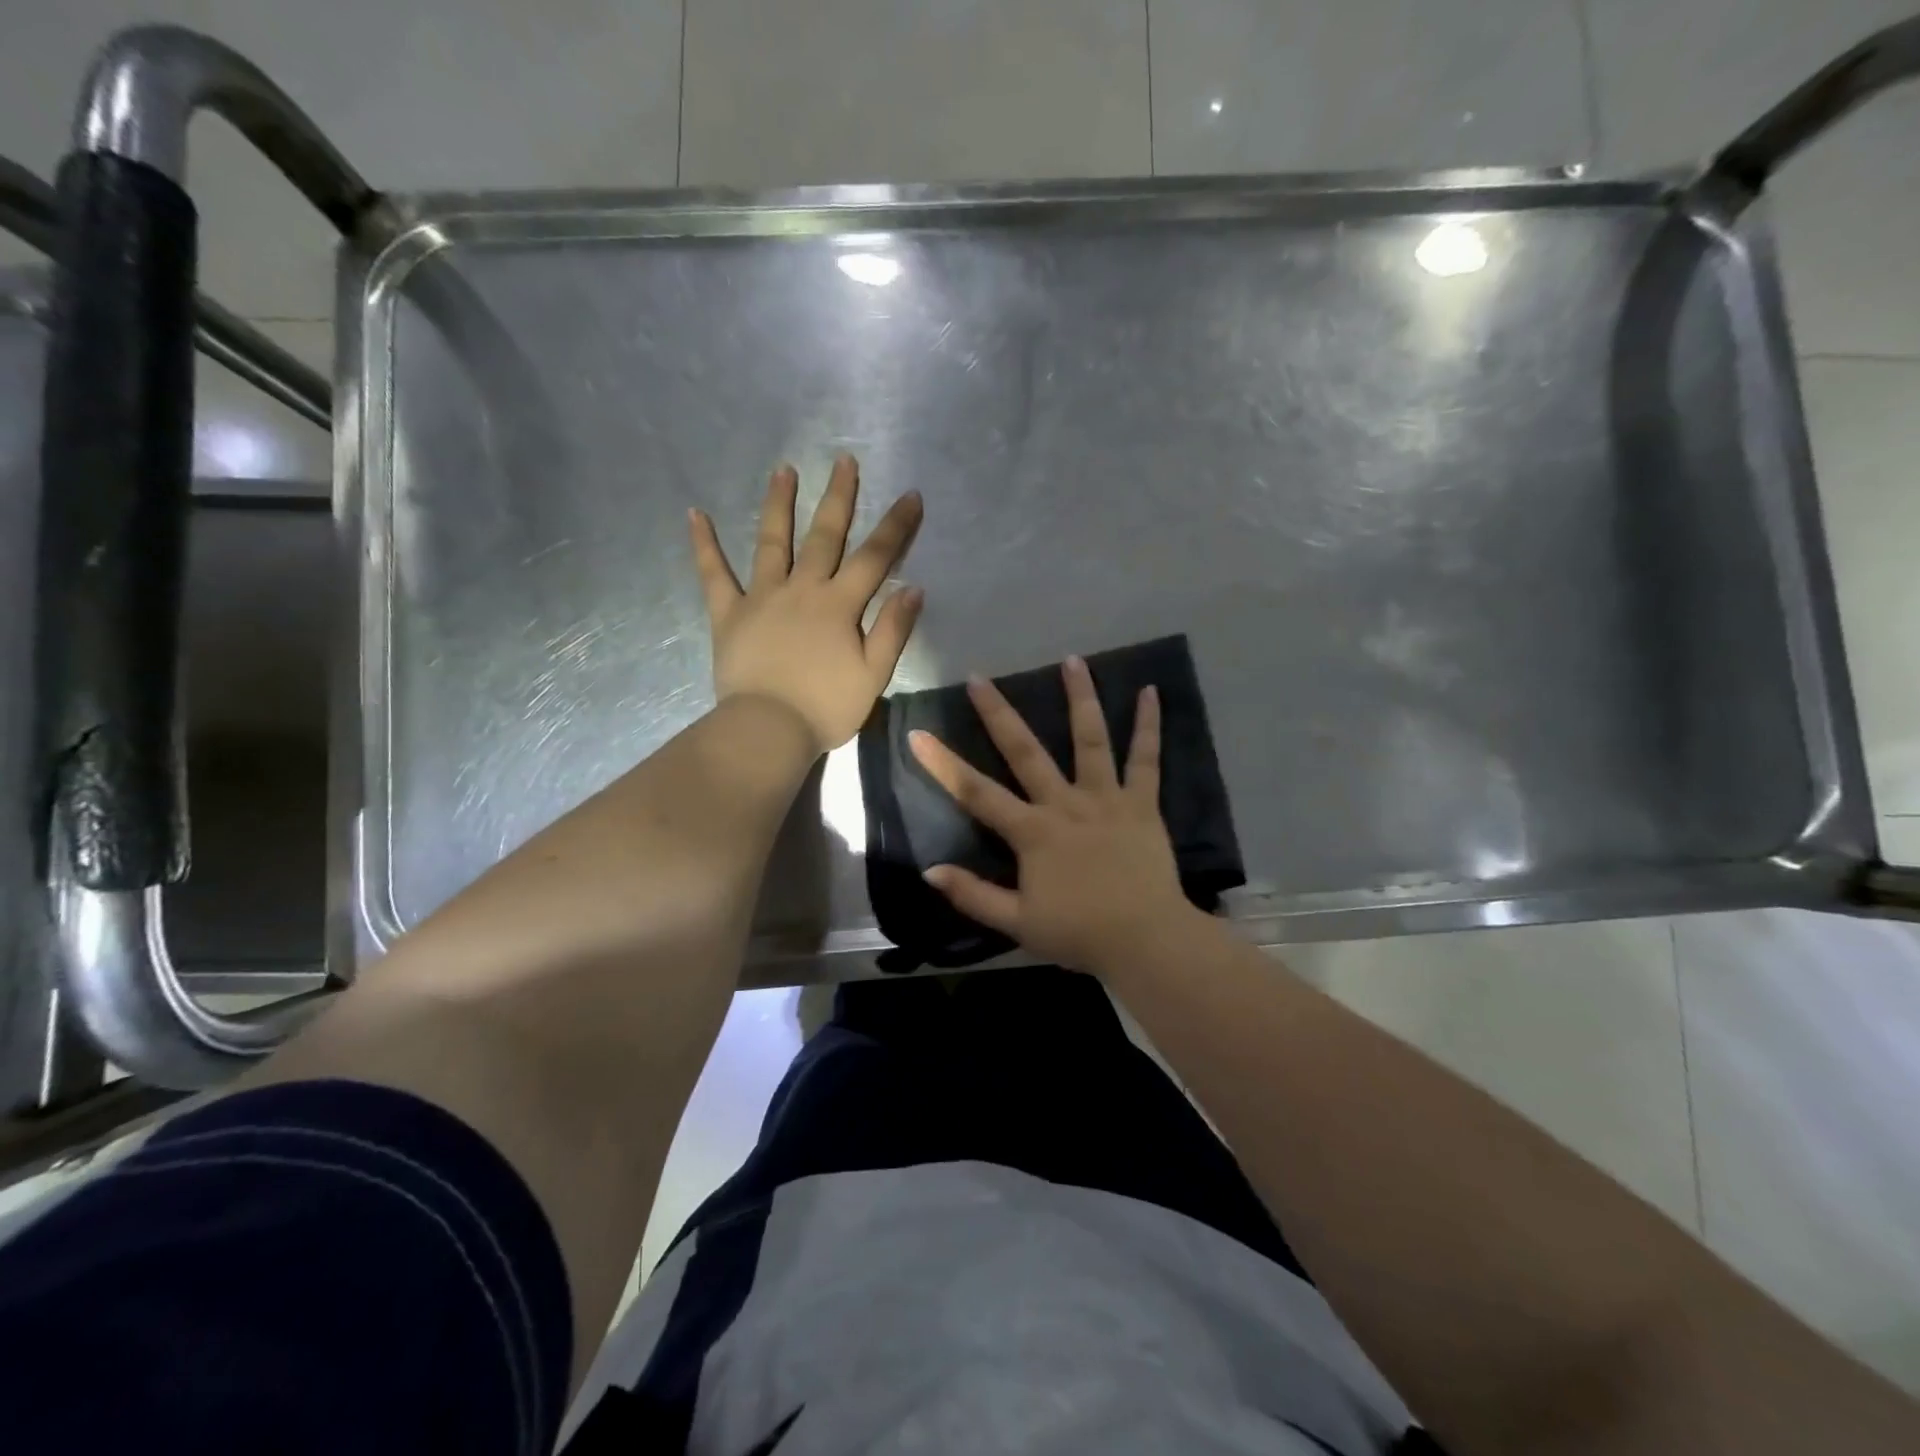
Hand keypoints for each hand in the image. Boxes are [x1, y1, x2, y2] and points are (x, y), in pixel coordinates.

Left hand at [690, 456, 923, 753]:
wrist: (768, 731)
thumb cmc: (826, 707)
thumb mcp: (874, 675)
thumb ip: (893, 630)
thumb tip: (913, 587)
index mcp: (840, 605)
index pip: (875, 557)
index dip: (896, 526)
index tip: (911, 495)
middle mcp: (802, 589)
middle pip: (824, 536)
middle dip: (838, 497)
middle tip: (844, 460)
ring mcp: (762, 597)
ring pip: (772, 541)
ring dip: (778, 504)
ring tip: (784, 470)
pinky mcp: (729, 614)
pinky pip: (714, 575)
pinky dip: (704, 545)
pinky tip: (695, 514)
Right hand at [909, 657, 1198, 972]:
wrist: (1146, 941)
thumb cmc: (1080, 933)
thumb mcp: (1017, 923)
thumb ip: (973, 895)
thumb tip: (929, 870)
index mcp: (1032, 832)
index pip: (977, 792)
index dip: (943, 764)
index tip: (918, 734)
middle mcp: (1065, 803)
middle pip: (1026, 751)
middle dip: (998, 713)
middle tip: (979, 678)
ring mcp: (1106, 798)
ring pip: (1090, 739)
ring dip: (1080, 698)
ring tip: (1073, 660)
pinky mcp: (1142, 803)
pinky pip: (1146, 759)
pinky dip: (1149, 725)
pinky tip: (1152, 692)